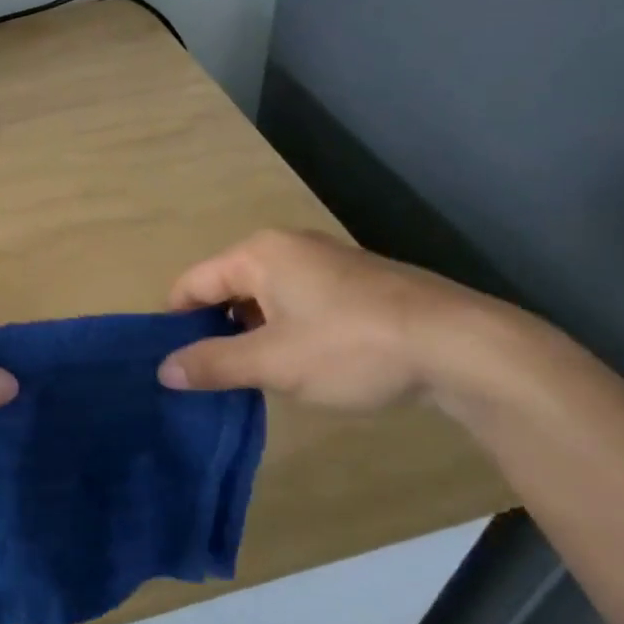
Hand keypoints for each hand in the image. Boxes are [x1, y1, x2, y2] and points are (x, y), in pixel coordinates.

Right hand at [158, 229, 491, 409]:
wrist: (460, 346)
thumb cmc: (351, 347)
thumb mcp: (272, 362)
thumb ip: (213, 363)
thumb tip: (164, 370)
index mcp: (259, 254)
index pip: (193, 282)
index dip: (175, 321)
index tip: (170, 361)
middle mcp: (288, 247)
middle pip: (227, 286)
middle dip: (214, 329)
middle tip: (210, 375)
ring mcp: (326, 262)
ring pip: (265, 297)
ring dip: (251, 333)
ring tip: (252, 376)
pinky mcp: (356, 284)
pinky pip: (298, 302)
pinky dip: (285, 330)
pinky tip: (299, 364)